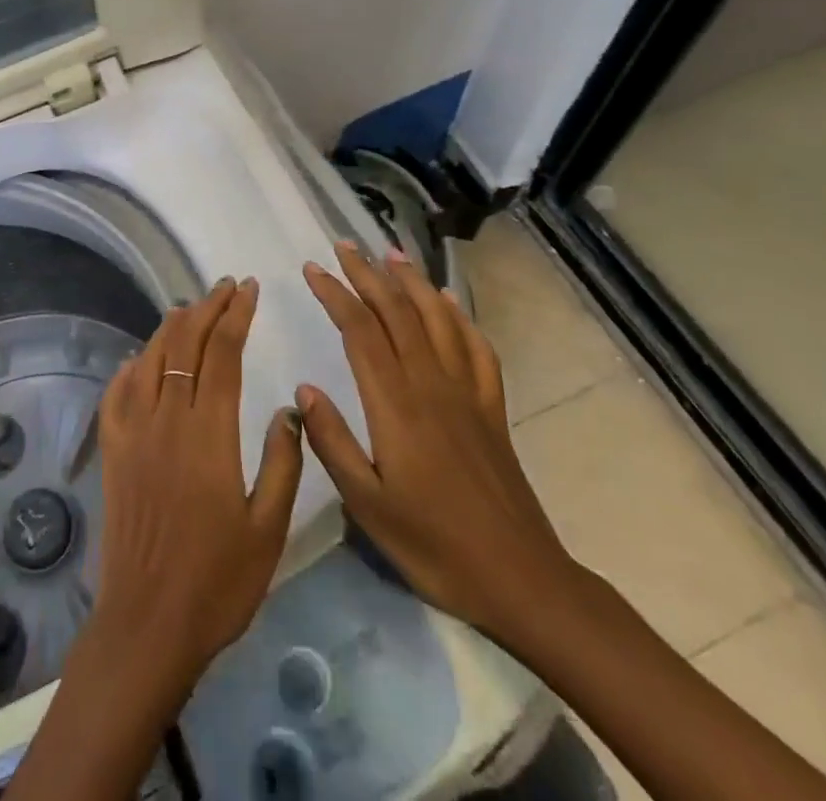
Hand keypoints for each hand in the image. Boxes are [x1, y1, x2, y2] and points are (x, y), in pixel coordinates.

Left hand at [5, 278, 305, 800]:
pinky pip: (118, 392)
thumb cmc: (218, 582)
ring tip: (192, 308)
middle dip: (207, 308)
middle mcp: (166, 419)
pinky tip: (142, 359)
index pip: (222, 353)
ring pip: (150, 358)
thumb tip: (288, 409)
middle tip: (227, 288)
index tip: (249, 289)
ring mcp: (132, 432)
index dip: (236, 315)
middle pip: (185, 343)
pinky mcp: (112, 450)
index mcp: (208, 434)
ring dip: (172, 326)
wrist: (148, 623)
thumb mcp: (269, 530)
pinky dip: (132, 366)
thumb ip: (283, 463)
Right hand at [297, 243, 578, 647]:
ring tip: (392, 254)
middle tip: (345, 245)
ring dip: (412, 282)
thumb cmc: (434, 545)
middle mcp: (432, 384)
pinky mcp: (492, 409)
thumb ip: (332, 442)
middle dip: (368, 274)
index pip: (360, 331)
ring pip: (437, 320)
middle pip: (397, 313)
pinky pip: (477, 349)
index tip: (313, 268)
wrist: (521, 579)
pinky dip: (460, 317)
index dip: (335, 294)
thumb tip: (304, 389)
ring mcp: (467, 393)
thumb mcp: (368, 504)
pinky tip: (448, 303)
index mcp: (396, 404)